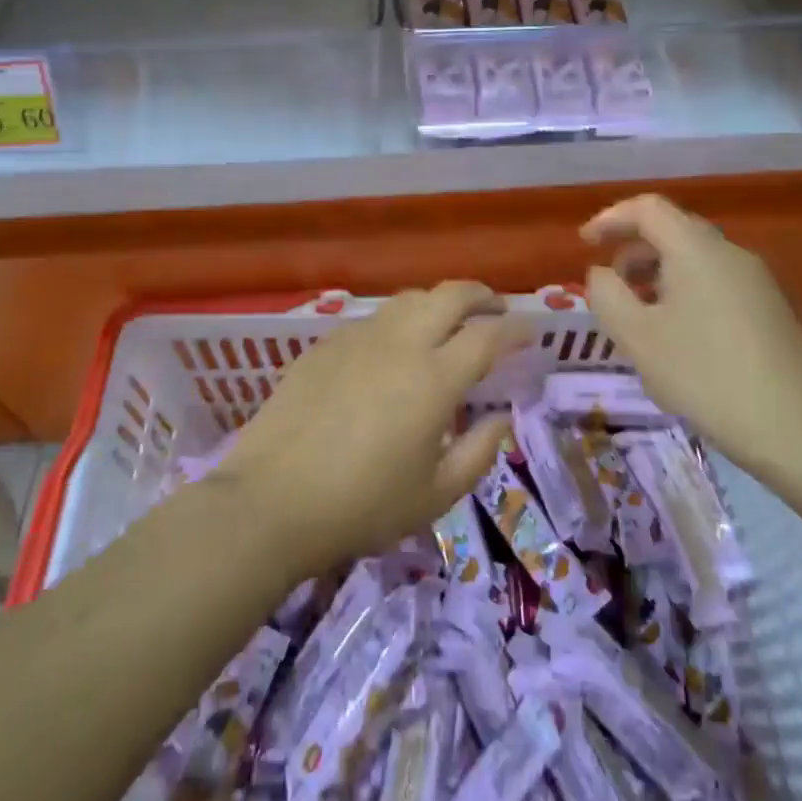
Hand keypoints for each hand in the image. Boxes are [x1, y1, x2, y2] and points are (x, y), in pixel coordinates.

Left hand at [216, 283, 527, 577]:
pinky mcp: (327, 342)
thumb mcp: (434, 494)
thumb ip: (479, 452)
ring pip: (410, 298)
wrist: (271, 501)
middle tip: (496, 309)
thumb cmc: (361, 506)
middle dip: (482, 295)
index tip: (530, 331)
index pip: (489, 335)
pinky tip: (394, 348)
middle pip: (451, 294)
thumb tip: (501, 418)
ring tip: (448, 323)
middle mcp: (401, 342)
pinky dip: (400, 320)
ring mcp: (360, 337)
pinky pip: (374, 317)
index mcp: (435, 378)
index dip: (516, 328)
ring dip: (439, 302)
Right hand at [582, 195, 801, 475]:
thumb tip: (602, 272)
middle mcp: (729, 252)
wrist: (796, 428)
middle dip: (633, 249)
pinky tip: (676, 337)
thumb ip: (606, 294)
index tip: (585, 244)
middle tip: (610, 284)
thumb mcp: (637, 336)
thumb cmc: (705, 375)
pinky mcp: (768, 308)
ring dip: (657, 274)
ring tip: (638, 317)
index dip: (610, 219)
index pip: (647, 208)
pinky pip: (714, 282)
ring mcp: (755, 280)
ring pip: (694, 259)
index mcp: (696, 248)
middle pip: (672, 230)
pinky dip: (683, 292)